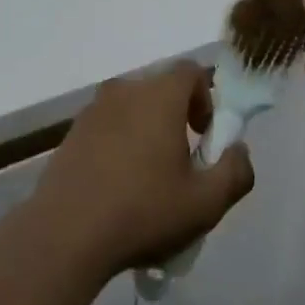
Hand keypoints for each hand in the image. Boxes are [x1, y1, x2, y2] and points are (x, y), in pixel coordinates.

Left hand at [27, 63, 254, 280]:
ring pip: (132, 108)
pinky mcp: (72, 132)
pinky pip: (107, 125)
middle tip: (182, 161)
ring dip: (147, 130)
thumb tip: (238, 151)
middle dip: (177, 116)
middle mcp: (124, 91)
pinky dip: (120, 143)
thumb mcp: (205, 203)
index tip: (205, 135)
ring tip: (149, 179)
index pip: (190, 71)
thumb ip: (235, 172)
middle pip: (160, 89)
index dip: (206, 97)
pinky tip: (118, 186)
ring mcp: (92, 110)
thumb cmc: (143, 211)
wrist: (66, 233)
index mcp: (158, 96)